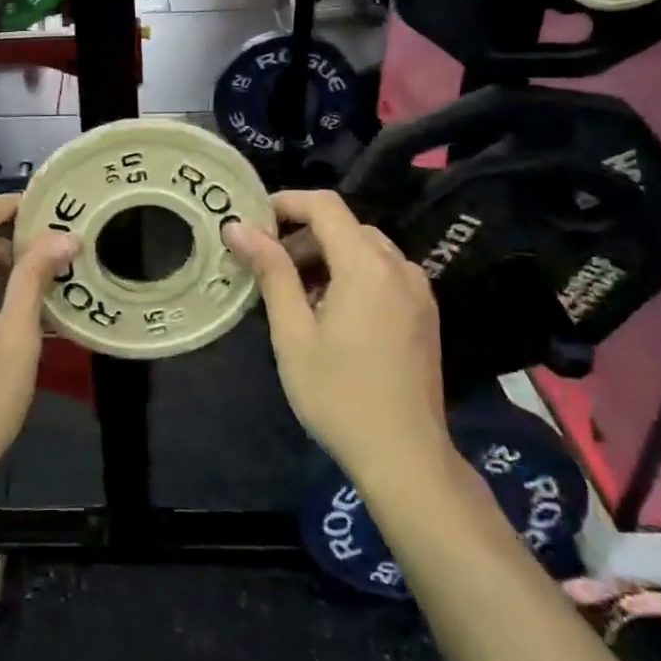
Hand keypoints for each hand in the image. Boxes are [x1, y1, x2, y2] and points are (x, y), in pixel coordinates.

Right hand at [225, 190, 450, 486]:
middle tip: (266, 266)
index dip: (286, 203)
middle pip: (345, 226)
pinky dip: (351, 275)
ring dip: (326, 256)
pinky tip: (329, 312)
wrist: (406, 458)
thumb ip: (271, 272)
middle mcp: (399, 268)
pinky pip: (382, 273)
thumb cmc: (339, 395)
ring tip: (293, 294)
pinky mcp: (423, 313)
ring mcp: (417, 291)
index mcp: (367, 266)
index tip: (252, 222)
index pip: (325, 206)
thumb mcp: (293, 332)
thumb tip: (238, 227)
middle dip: (302, 235)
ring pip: (365, 249)